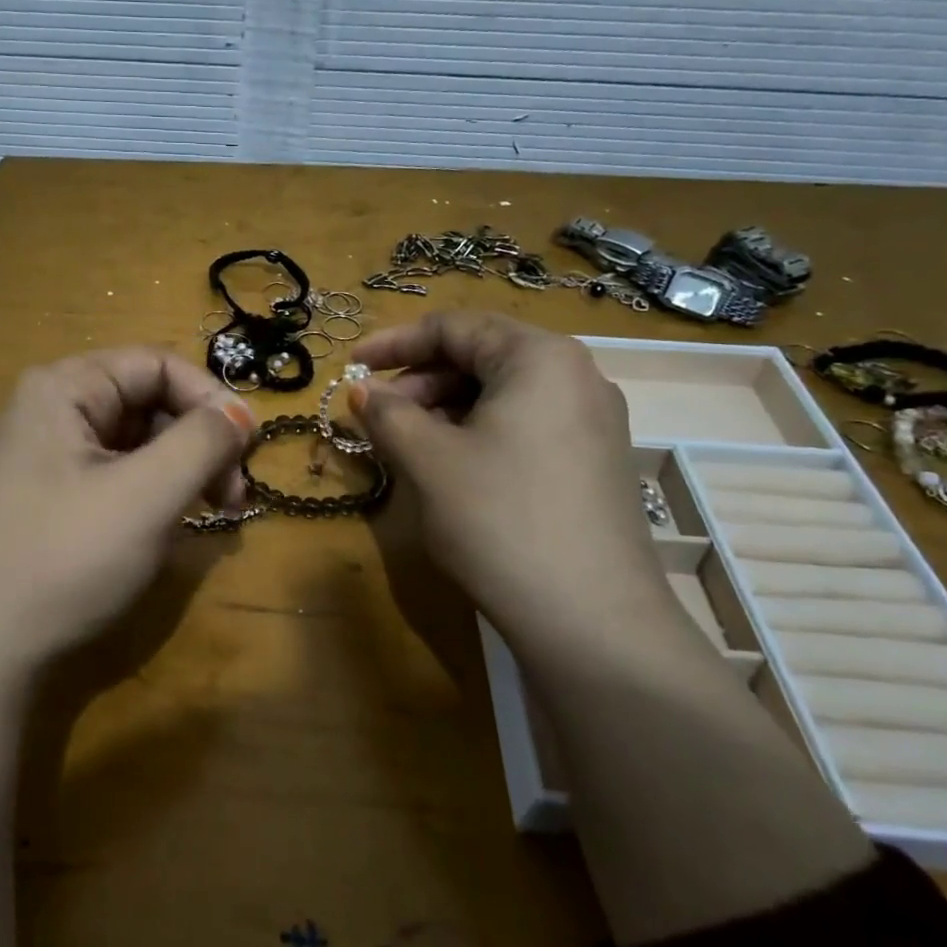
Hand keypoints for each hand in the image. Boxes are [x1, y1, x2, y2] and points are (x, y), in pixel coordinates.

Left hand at [0, 348, 254, 674]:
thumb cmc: (67, 558)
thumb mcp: (147, 495)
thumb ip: (203, 441)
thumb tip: (241, 413)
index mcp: (65, 388)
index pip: (158, 364)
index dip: (211, 399)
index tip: (249, 449)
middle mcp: (52, 408)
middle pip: (149, 402)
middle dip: (200, 442)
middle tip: (234, 496)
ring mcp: (47, 455)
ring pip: (137, 442)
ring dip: (183, 472)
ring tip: (211, 515)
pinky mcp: (50, 496)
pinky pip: (117, 475)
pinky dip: (153, 494)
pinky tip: (168, 529)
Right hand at [349, 312, 669, 634]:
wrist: (593, 620)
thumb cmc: (500, 520)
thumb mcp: (430, 461)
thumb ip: (388, 414)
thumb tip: (361, 391)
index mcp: (539, 357)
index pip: (455, 326)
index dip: (394, 343)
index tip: (351, 368)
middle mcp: (576, 376)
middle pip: (481, 356)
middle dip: (420, 381)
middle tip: (377, 416)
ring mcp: (594, 421)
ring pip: (502, 394)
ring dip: (446, 410)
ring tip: (408, 446)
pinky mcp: (596, 462)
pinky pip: (526, 425)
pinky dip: (479, 433)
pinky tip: (453, 469)